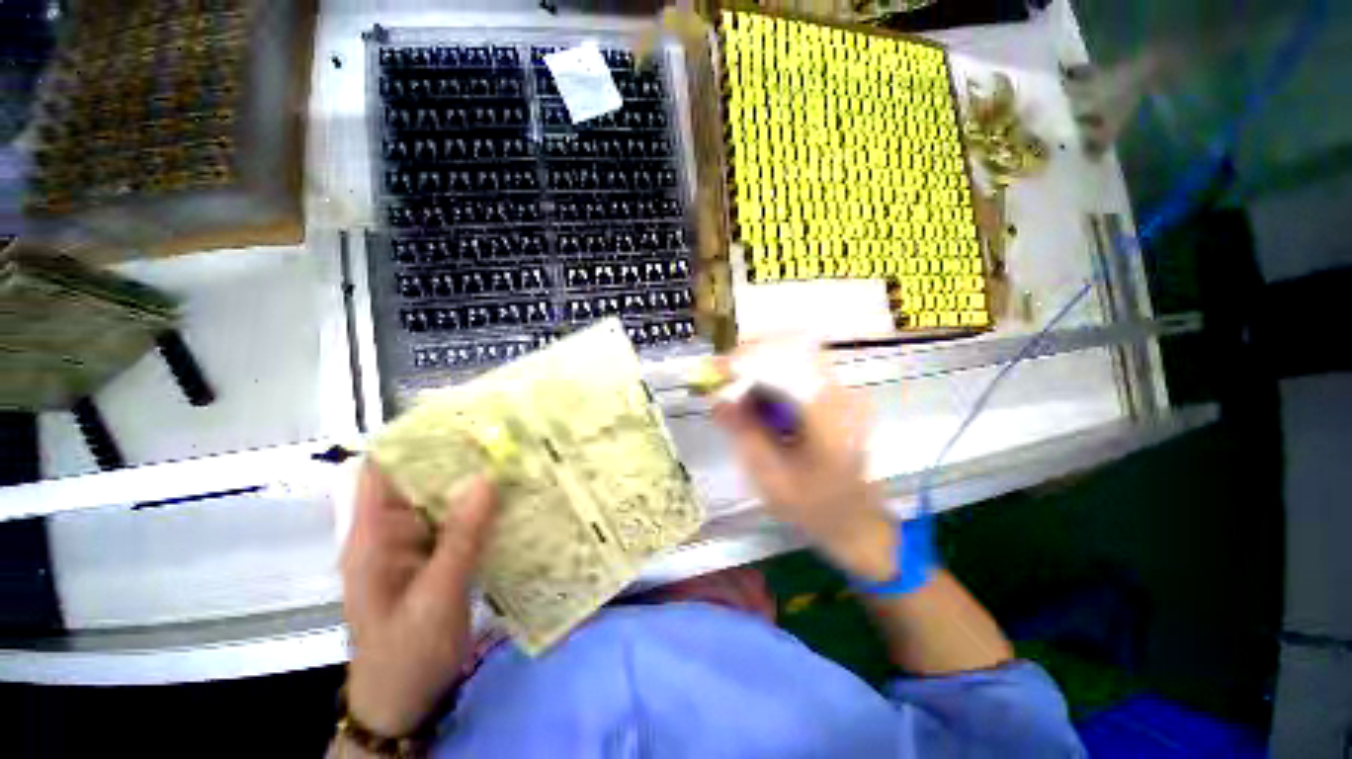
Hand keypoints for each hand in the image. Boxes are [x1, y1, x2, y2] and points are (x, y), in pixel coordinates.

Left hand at [340, 462, 497, 736]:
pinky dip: (484, 509)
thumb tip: (485, 477)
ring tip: (517, 459)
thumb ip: (460, 537)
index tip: (461, 418)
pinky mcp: (437, 558)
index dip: (415, 439)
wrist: (405, 701)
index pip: (384, 468)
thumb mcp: (436, 595)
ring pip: (445, 500)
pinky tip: (513, 499)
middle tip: (506, 436)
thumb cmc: (407, 652)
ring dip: (476, 482)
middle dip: (459, 457)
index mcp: (374, 535)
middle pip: (422, 479)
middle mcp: (393, 532)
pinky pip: (461, 523)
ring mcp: (417, 545)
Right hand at [712, 344, 897, 581]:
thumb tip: (716, 400)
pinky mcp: (837, 398)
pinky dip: (773, 377)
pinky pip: (800, 372)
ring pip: (795, 356)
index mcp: (825, 412)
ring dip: (761, 364)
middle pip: (791, 348)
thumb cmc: (814, 506)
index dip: (745, 359)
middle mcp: (838, 392)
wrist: (857, 522)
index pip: (783, 361)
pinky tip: (757, 398)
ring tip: (735, 386)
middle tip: (722, 375)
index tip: (716, 370)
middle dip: (751, 355)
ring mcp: (841, 393)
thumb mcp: (770, 475)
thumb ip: (744, 432)